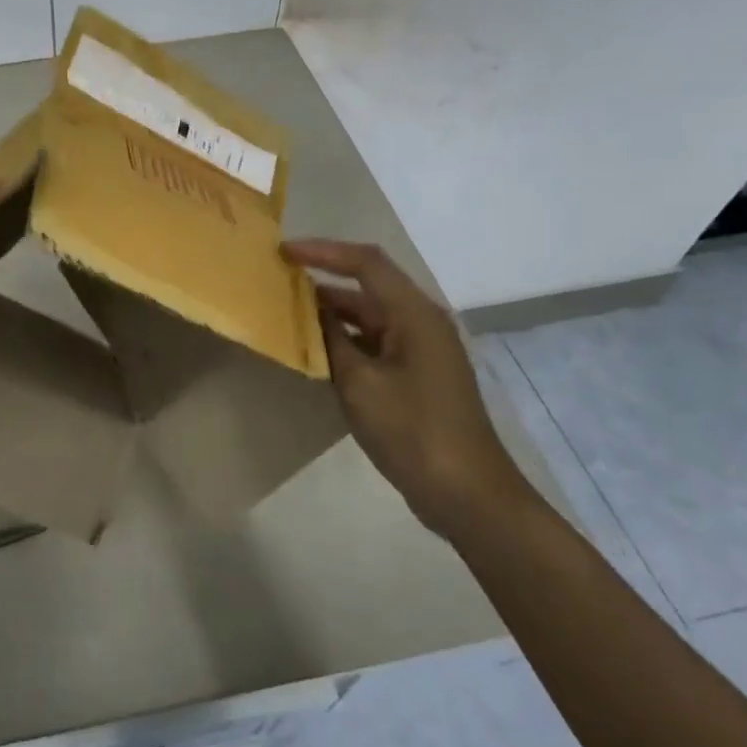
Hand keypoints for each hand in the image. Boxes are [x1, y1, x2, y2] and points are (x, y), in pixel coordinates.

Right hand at [284, 238, 530, 536]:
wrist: (468, 495)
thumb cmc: (413, 432)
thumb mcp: (360, 384)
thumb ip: (332, 340)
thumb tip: (311, 309)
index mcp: (414, 315)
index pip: (366, 263)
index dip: (323, 252)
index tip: (283, 252)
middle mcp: (422, 323)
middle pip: (368, 288)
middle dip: (323, 282)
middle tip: (278, 284)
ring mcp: (423, 350)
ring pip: (370, 317)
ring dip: (332, 314)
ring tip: (288, 315)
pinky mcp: (418, 375)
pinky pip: (376, 342)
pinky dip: (346, 341)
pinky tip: (317, 352)